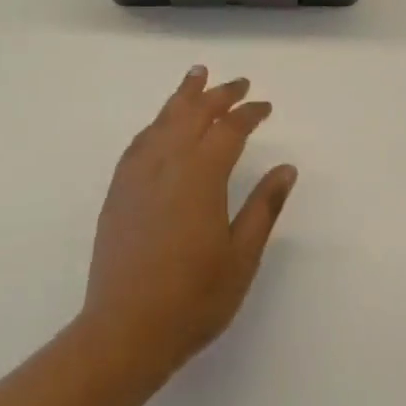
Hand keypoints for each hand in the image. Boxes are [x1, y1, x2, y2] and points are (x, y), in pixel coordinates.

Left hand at [81, 66, 296, 392]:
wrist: (124, 329)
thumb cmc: (192, 298)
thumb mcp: (242, 257)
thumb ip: (264, 207)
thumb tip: (286, 168)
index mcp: (201, 174)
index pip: (230, 129)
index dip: (250, 113)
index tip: (265, 107)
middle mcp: (168, 162)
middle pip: (195, 113)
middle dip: (219, 94)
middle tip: (240, 83)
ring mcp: (138, 173)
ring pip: (164, 118)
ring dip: (184, 95)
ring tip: (197, 75)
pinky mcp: (119, 189)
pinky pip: (141, 140)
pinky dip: (158, 122)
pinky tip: (162, 123)